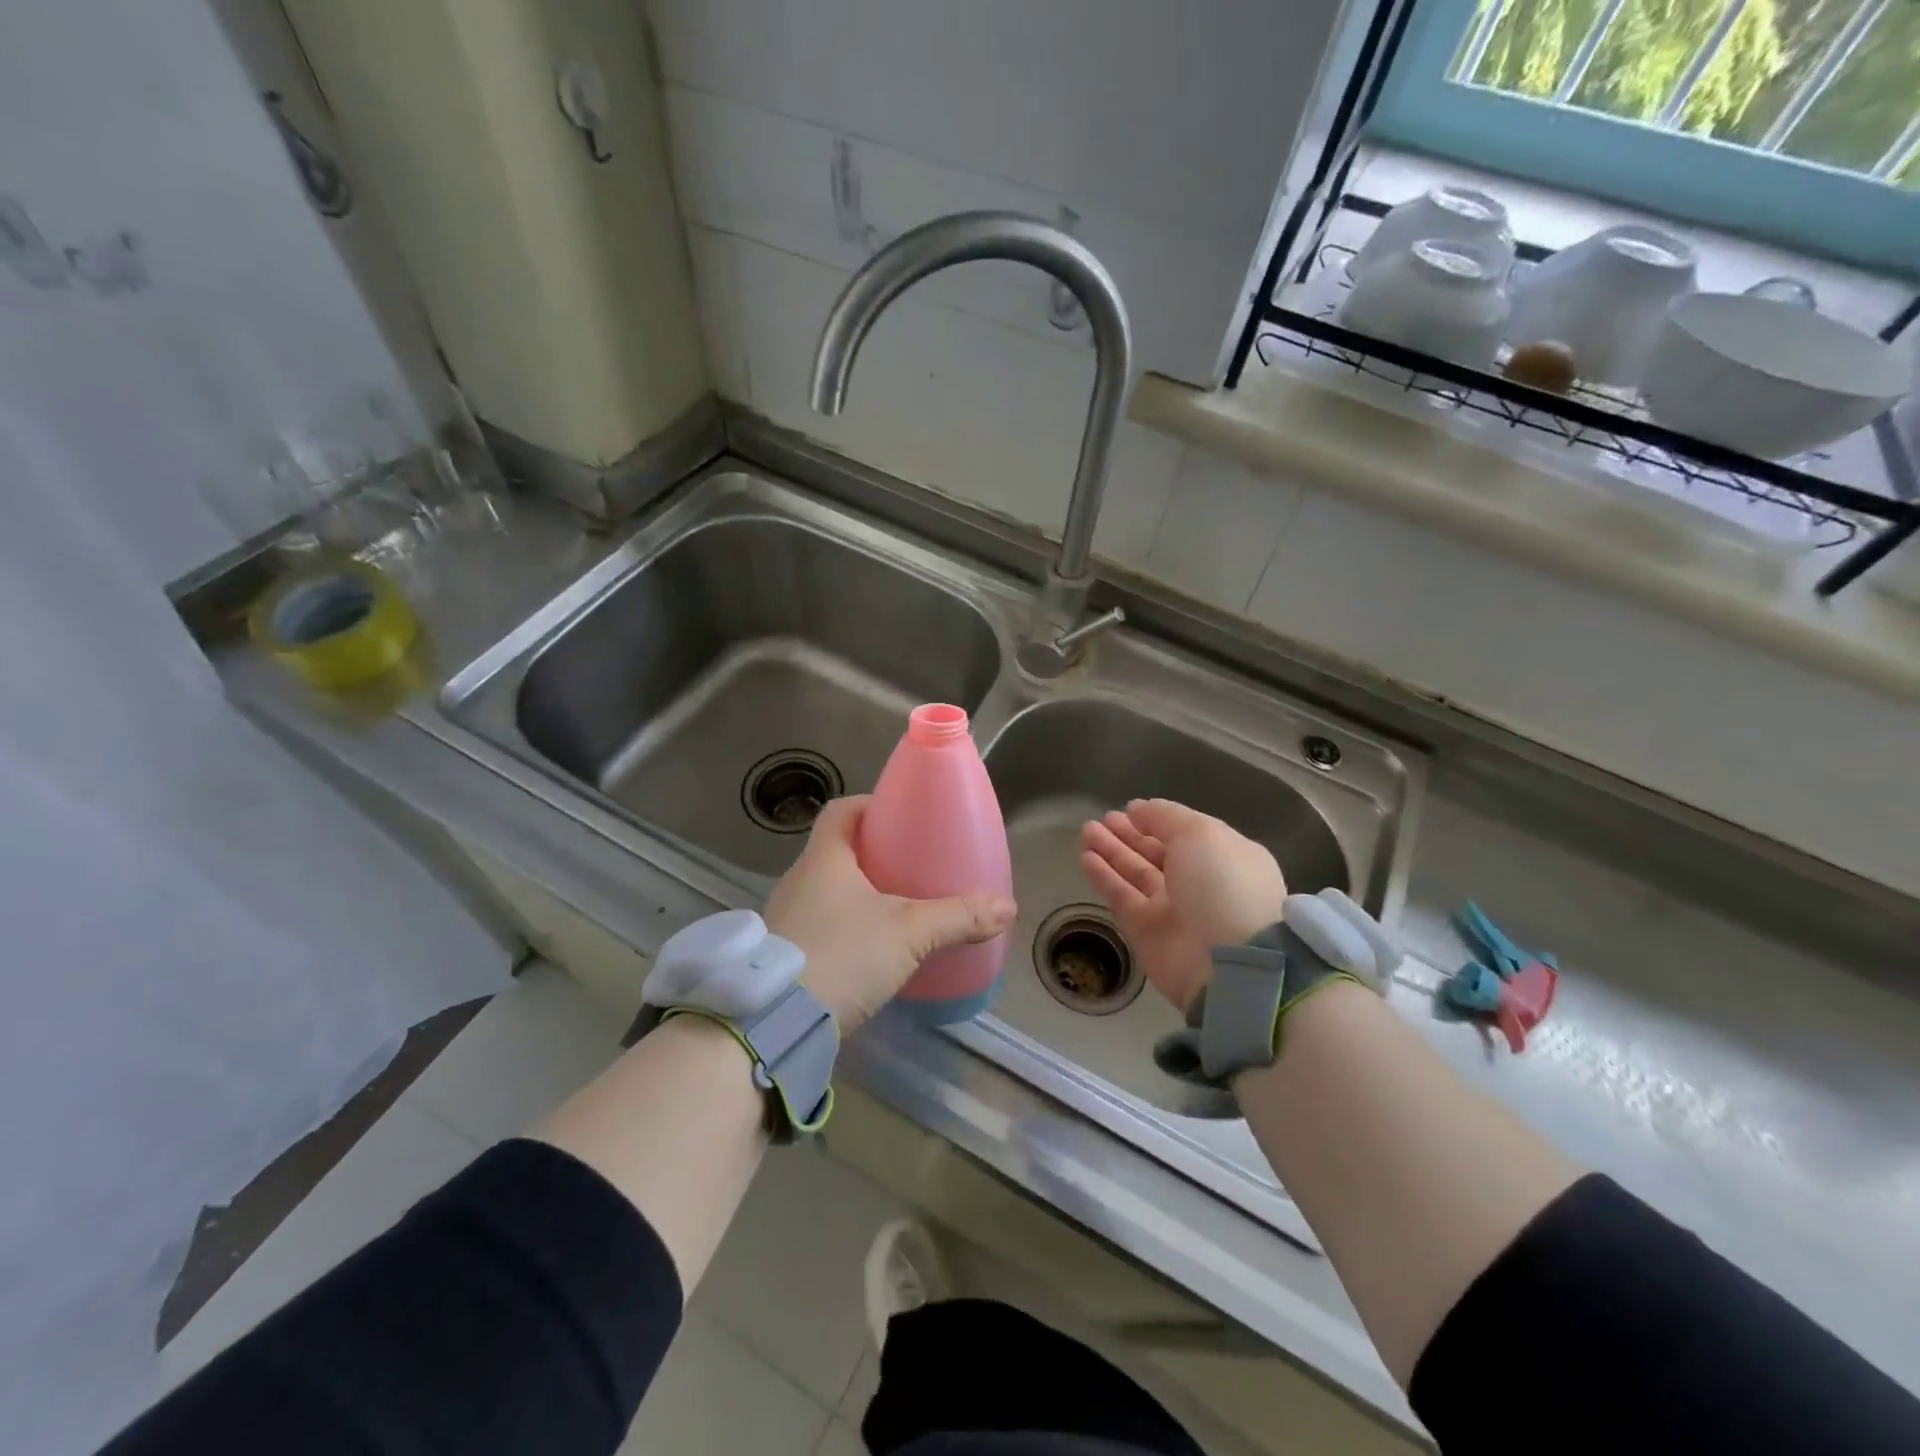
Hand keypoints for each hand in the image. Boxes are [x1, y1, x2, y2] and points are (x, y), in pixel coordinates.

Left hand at [765, 796, 1015, 1030]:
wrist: (775, 1024)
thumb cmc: (843, 955)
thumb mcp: (909, 933)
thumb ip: (958, 917)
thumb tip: (1007, 907)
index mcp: (823, 859)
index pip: (841, 811)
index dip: (870, 806)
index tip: (901, 816)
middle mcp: (797, 880)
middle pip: (836, 850)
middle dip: (873, 854)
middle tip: (911, 866)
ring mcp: (785, 918)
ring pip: (827, 890)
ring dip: (858, 893)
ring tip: (897, 909)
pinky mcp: (782, 955)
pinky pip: (819, 924)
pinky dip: (845, 926)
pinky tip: (870, 951)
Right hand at [1079, 799, 1286, 1013]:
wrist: (1228, 962)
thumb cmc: (1222, 884)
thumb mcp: (1201, 833)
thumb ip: (1166, 816)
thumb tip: (1137, 809)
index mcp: (1223, 857)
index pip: (1185, 834)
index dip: (1156, 820)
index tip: (1128, 809)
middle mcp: (1199, 883)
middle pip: (1156, 853)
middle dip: (1128, 834)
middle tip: (1100, 820)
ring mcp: (1172, 909)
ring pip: (1135, 873)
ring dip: (1111, 851)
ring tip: (1085, 831)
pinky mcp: (1146, 932)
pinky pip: (1121, 897)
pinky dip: (1103, 877)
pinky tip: (1085, 858)